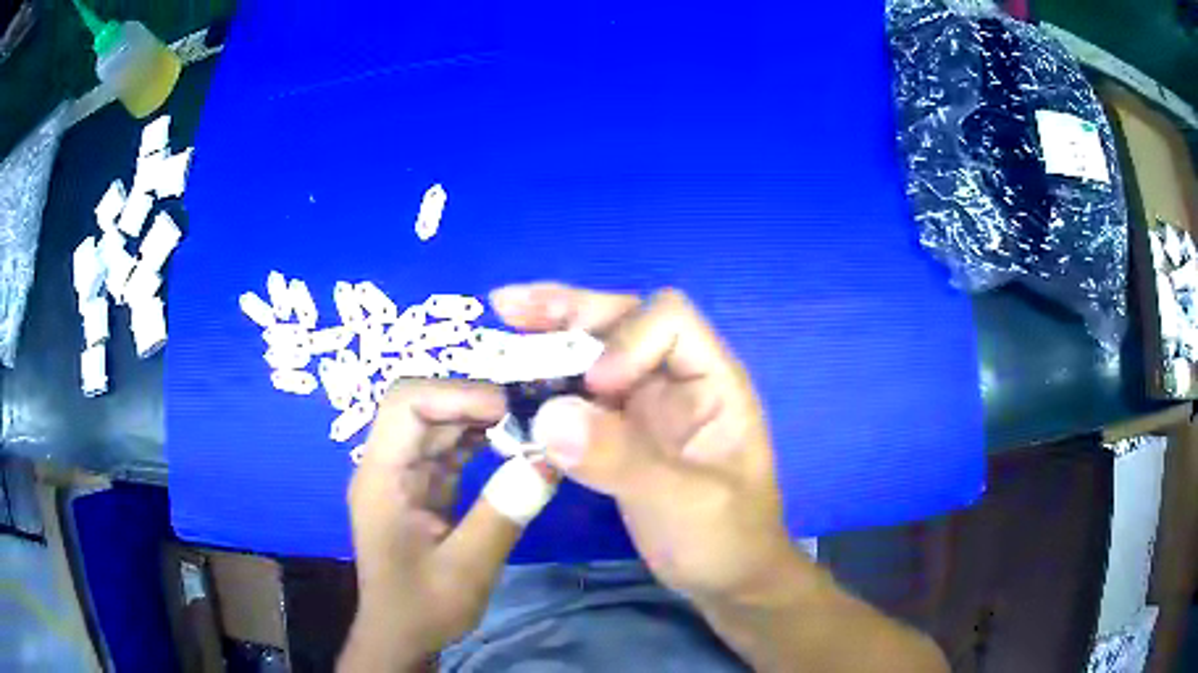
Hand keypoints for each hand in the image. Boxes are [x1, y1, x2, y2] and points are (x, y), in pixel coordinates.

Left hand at [340, 380, 514, 671]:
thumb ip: (503, 513)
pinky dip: (481, 441)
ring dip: (482, 419)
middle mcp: (387, 464)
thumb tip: (548, 461)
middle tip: (531, 414)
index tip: (510, 408)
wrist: (401, 635)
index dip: (457, 393)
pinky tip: (512, 446)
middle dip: (476, 402)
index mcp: (381, 476)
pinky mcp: (421, 486)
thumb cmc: (422, 606)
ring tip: (529, 426)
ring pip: (439, 423)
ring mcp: (403, 474)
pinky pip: (449, 448)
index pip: (406, 404)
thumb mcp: (466, 568)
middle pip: (424, 406)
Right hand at [490, 283, 793, 601]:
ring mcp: (645, 408)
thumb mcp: (684, 503)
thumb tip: (549, 415)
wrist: (725, 579)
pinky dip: (544, 388)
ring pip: (593, 355)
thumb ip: (621, 460)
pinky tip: (510, 388)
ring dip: (547, 340)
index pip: (669, 320)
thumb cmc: (726, 539)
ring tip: (500, 327)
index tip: (596, 386)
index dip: (626, 339)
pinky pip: (577, 399)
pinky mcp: (619, 436)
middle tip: (506, 307)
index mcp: (712, 381)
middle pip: (623, 321)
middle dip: (567, 311)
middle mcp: (676, 381)